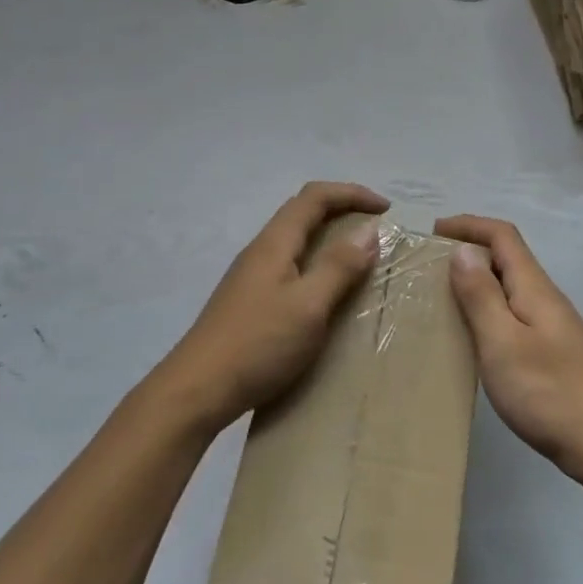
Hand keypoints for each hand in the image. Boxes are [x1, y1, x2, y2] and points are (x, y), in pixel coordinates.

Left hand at [156, 182, 388, 433]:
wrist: (197, 390)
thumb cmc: (258, 343)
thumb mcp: (309, 305)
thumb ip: (339, 267)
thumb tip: (369, 231)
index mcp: (275, 242)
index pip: (315, 197)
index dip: (351, 193)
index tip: (385, 209)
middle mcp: (261, 250)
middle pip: (303, 212)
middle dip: (342, 210)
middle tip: (375, 229)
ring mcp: (251, 276)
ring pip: (295, 241)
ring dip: (328, 239)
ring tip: (357, 259)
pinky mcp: (248, 301)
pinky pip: (290, 266)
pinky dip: (316, 264)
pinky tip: (324, 293)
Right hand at [436, 214, 582, 485]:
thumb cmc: (548, 391)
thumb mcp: (502, 342)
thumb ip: (481, 295)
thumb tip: (461, 250)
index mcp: (533, 286)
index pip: (502, 235)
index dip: (469, 224)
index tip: (434, 231)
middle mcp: (544, 297)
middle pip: (506, 257)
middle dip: (469, 250)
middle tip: (430, 266)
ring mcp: (551, 324)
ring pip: (509, 286)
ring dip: (477, 281)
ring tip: (443, 297)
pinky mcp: (552, 350)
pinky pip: (513, 312)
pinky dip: (487, 308)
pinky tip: (473, 334)